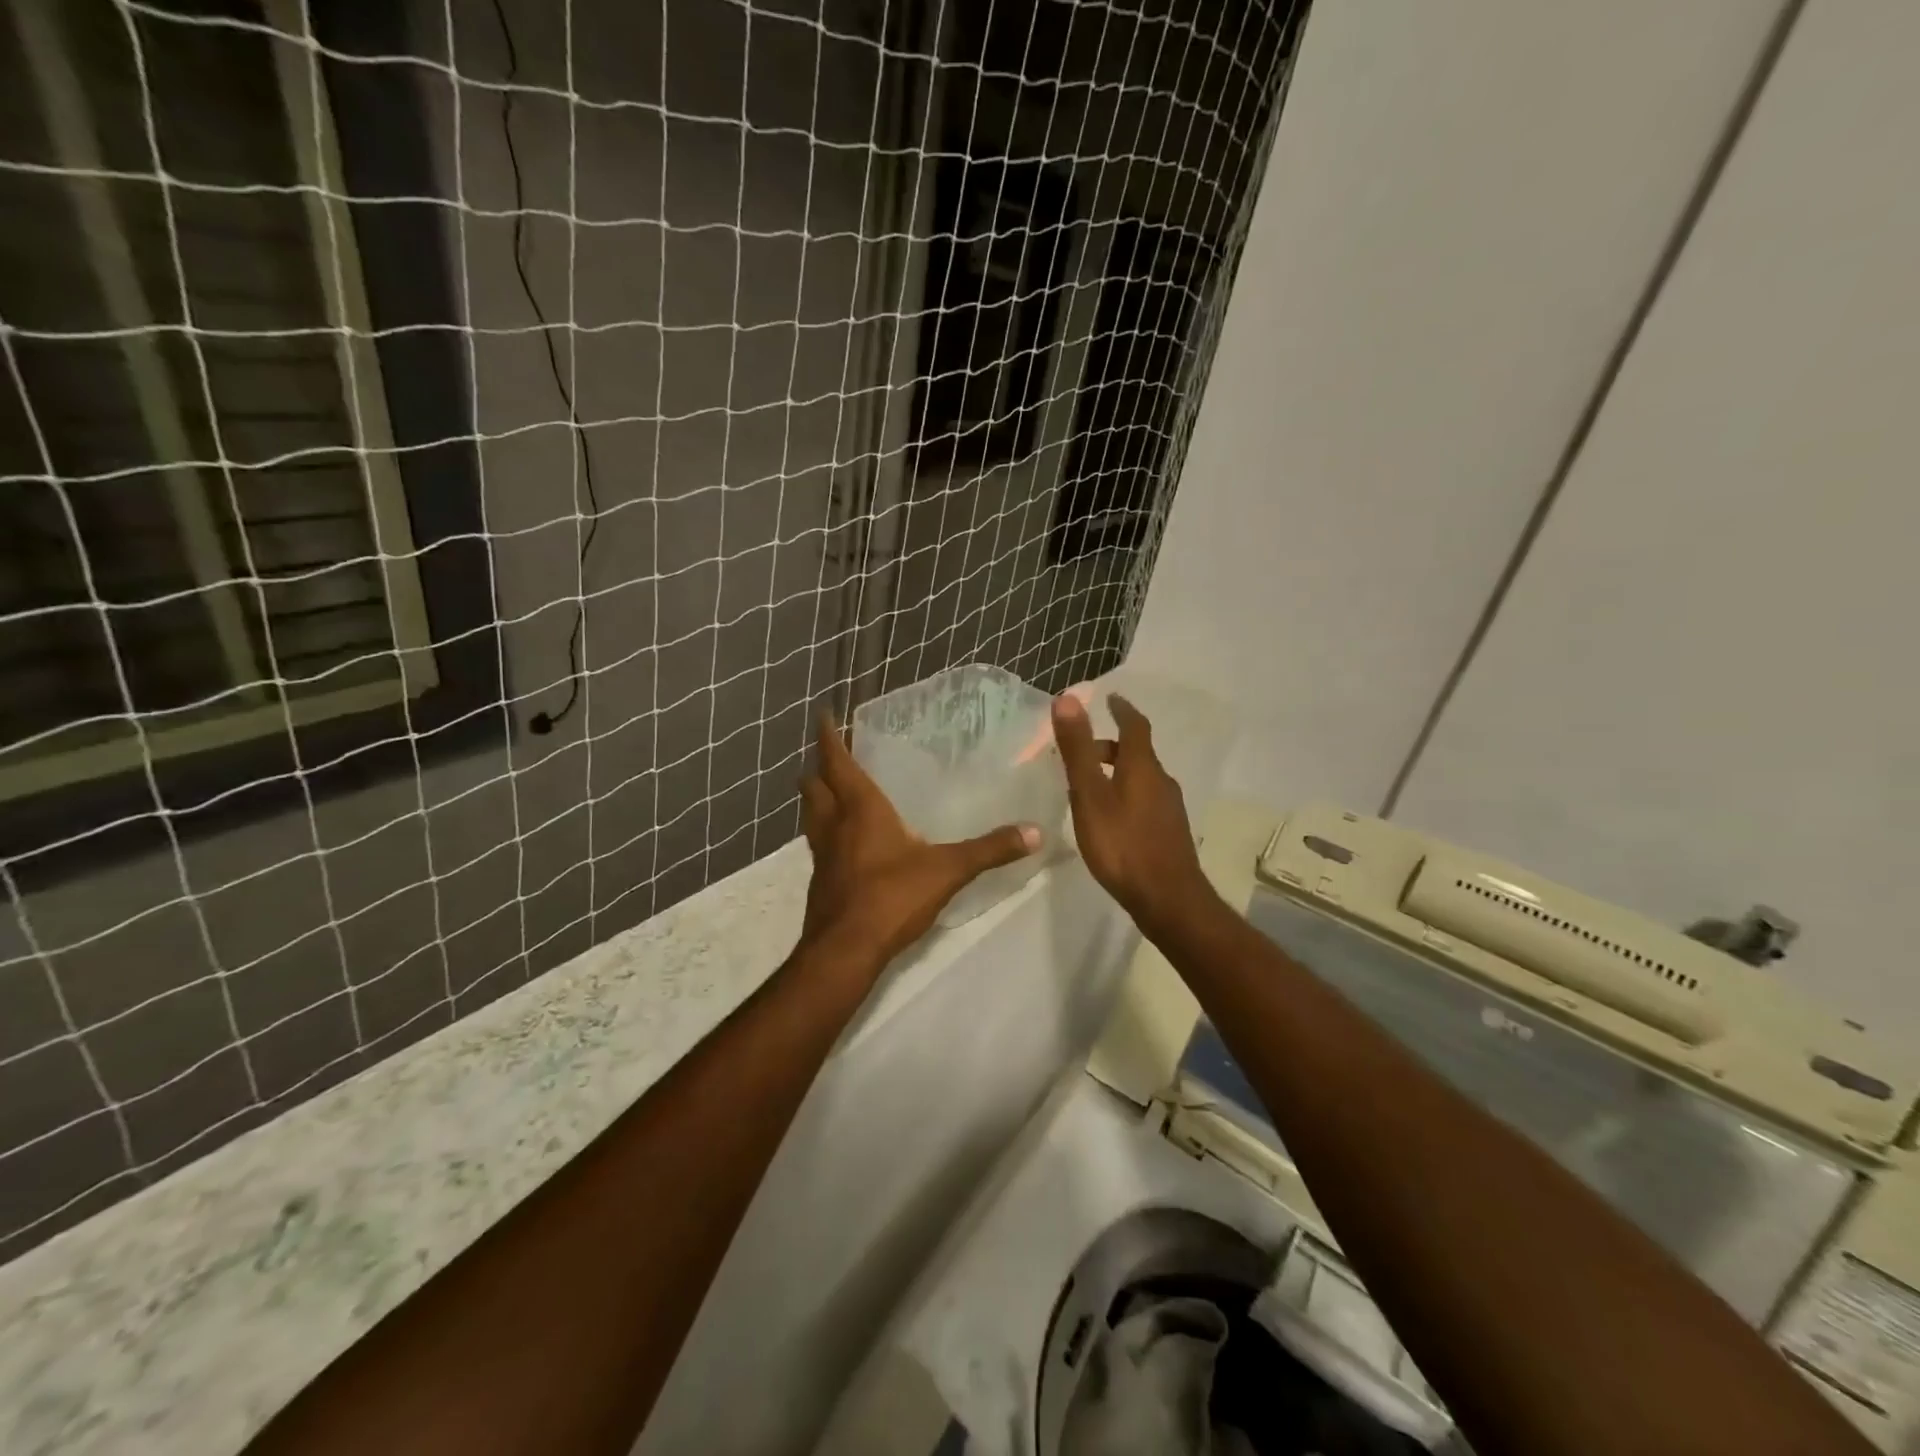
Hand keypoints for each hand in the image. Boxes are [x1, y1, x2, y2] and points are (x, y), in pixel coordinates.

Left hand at [797, 714, 1039, 977]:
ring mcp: (822, 854)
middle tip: (834, 755)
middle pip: (813, 785)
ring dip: (818, 798)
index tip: (824, 714)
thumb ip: (990, 849)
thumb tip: (1035, 831)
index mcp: (860, 808)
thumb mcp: (948, 870)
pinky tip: (847, 843)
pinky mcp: (820, 880)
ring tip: (835, 792)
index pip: (836, 760)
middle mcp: (834, 824)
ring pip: (811, 814)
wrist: (845, 951)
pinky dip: (826, 831)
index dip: (828, 736)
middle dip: (819, 767)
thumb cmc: (891, 897)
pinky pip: (818, 843)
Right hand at [1052, 693, 1211, 934]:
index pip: (1135, 725)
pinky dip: (1125, 794)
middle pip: (1137, 753)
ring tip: (1090, 785)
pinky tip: (1110, 818)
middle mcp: (1161, 782)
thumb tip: (1068, 699)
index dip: (1122, 709)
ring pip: (1141, 778)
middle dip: (1111, 746)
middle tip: (1082, 751)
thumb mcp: (1090, 795)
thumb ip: (1078, 750)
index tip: (1110, 698)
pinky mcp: (1169, 833)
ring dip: (1118, 772)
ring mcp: (1169, 809)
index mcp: (1143, 767)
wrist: (1168, 900)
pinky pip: (1145, 800)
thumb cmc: (1123, 844)